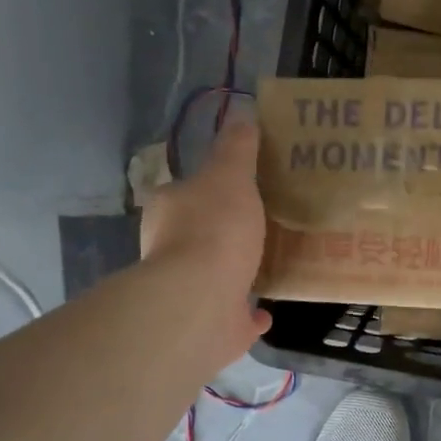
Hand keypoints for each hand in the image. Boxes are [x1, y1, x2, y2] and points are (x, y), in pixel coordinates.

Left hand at [140, 121, 269, 365]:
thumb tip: (241, 115)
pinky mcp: (207, 326)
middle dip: (225, 232)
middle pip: (198, 234)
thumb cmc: (214, 230)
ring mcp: (187, 291)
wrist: (200, 302)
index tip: (242, 189)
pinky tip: (268, 310)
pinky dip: (248, 314)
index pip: (186, 192)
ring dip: (236, 271)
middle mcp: (168, 251)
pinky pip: (232, 315)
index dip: (211, 188)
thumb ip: (236, 149)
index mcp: (169, 210)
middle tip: (264, 224)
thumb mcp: (230, 176)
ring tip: (272, 262)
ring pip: (214, 276)